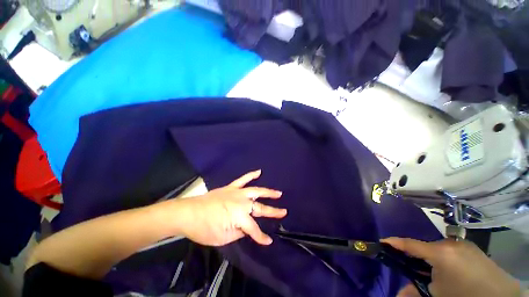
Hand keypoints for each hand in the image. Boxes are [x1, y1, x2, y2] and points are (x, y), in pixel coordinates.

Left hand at [177, 170, 286, 245]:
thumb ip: (238, 232)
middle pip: (260, 207)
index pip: (254, 229)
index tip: (268, 241)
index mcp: (240, 216)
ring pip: (256, 191)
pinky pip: (243, 179)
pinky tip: (259, 171)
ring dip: (268, 192)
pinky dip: (251, 175)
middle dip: (273, 211)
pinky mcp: (231, 187)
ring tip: (278, 193)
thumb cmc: (204, 229)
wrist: (188, 213)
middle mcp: (242, 202)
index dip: (261, 237)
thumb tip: (247, 228)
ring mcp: (237, 192)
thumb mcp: (223, 238)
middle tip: (284, 212)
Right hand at [383, 238, 521, 296]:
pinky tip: (445, 270)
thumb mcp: (437, 296)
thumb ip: (414, 292)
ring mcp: (463, 244)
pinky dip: (441, 257)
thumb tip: (397, 294)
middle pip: (423, 246)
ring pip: (436, 248)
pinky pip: (449, 250)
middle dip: (413, 255)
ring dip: (428, 257)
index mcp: (440, 253)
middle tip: (406, 264)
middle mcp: (450, 243)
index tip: (381, 242)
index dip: (393, 242)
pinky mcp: (472, 248)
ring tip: (427, 270)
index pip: (409, 244)